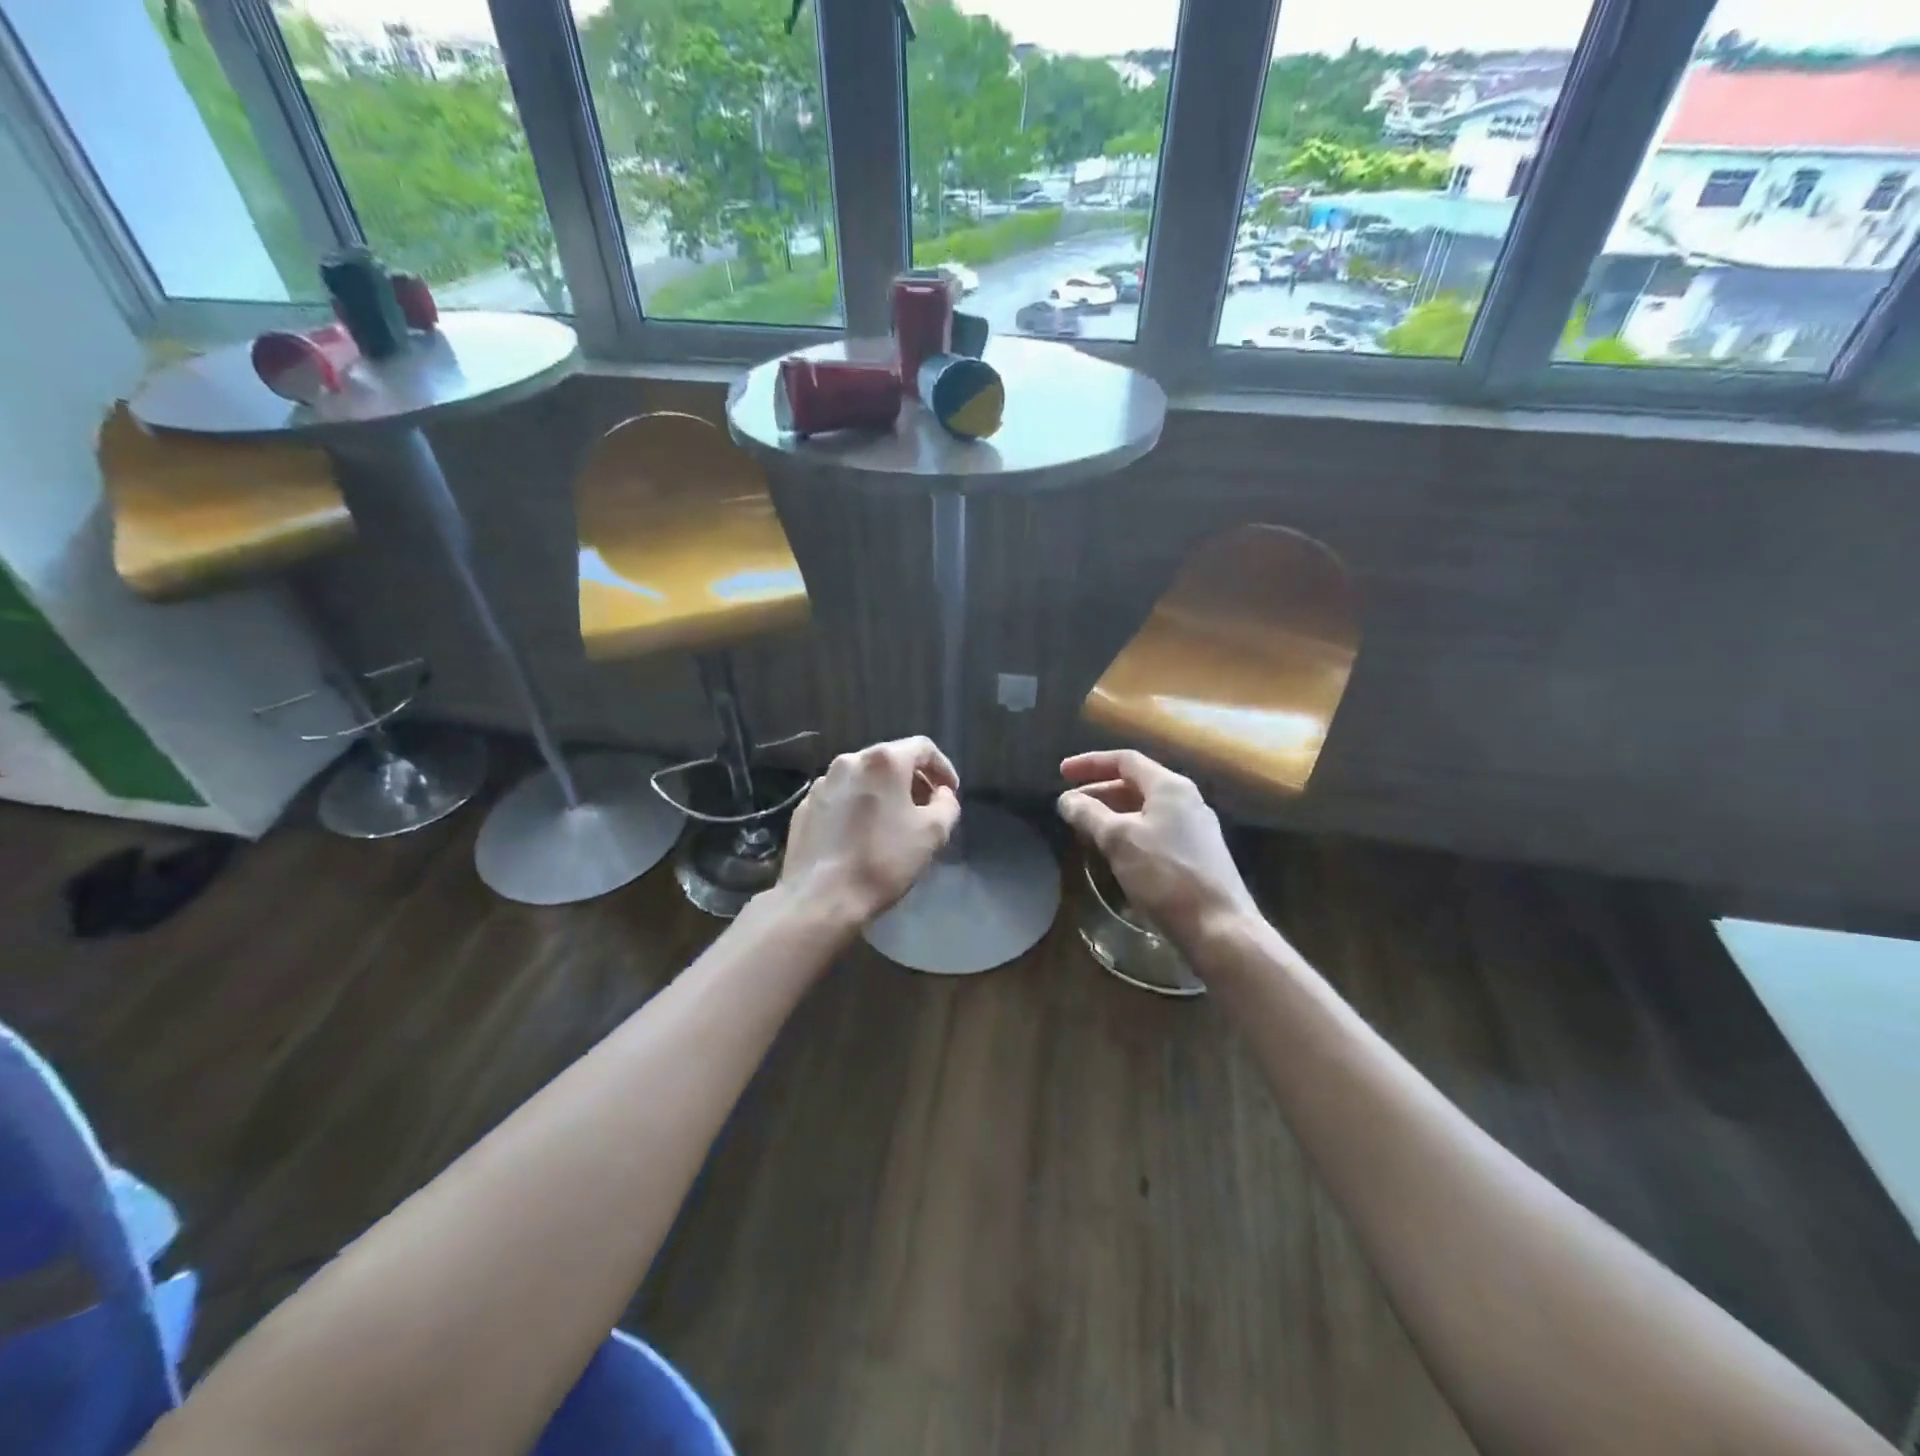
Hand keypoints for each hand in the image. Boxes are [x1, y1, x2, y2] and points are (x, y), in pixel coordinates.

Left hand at [781, 737, 961, 926]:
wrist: (820, 897)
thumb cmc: (883, 861)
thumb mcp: (933, 833)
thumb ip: (947, 805)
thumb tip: (941, 794)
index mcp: (883, 762)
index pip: (923, 748)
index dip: (943, 768)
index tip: (950, 793)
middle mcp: (849, 761)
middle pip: (891, 760)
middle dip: (914, 780)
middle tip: (927, 809)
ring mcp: (822, 783)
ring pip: (863, 778)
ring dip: (885, 793)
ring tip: (895, 822)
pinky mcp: (804, 806)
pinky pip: (841, 797)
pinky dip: (858, 806)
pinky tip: (863, 835)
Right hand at [1057, 749, 1259, 946]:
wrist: (1219, 928)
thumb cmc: (1166, 875)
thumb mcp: (1119, 840)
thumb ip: (1089, 814)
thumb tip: (1067, 800)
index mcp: (1170, 787)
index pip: (1125, 760)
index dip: (1090, 763)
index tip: (1062, 773)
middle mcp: (1186, 801)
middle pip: (1135, 785)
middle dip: (1098, 793)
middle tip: (1069, 808)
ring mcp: (1194, 830)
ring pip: (1144, 811)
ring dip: (1111, 816)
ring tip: (1085, 831)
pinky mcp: (1196, 857)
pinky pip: (1154, 833)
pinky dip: (1128, 835)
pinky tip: (1113, 855)